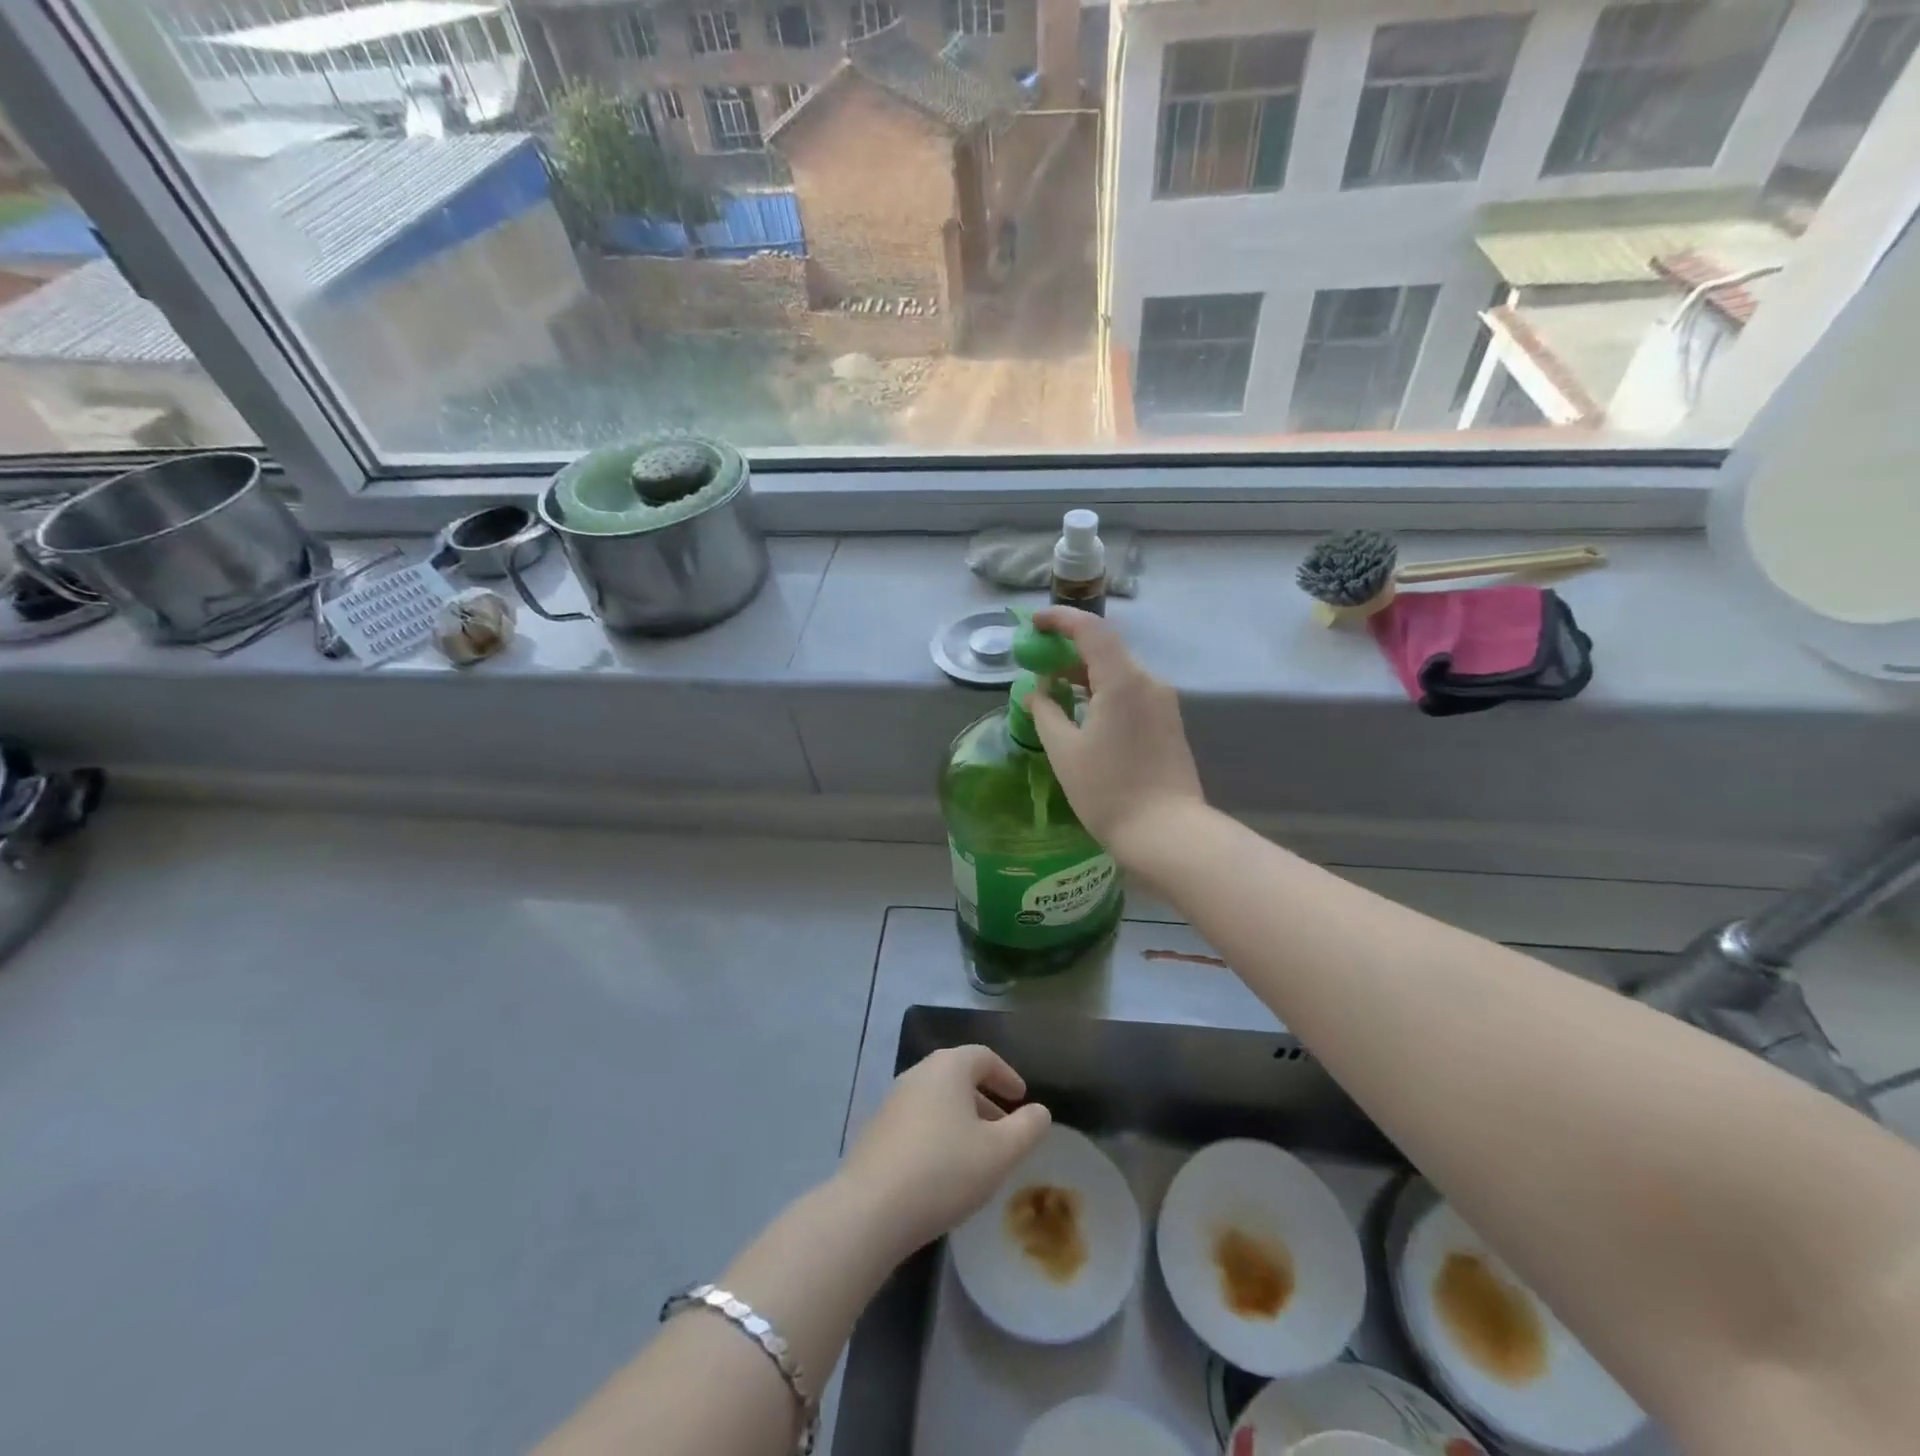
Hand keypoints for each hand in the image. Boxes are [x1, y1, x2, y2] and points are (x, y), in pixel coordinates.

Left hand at [837, 1046, 1050, 1256]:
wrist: (871, 1209)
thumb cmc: (944, 1170)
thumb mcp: (1000, 1152)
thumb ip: (1028, 1128)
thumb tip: (1040, 1111)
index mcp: (947, 1067)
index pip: (983, 1057)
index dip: (1006, 1075)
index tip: (1021, 1098)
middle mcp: (917, 1074)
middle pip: (958, 1076)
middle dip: (985, 1099)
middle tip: (1005, 1129)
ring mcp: (892, 1101)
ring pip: (937, 1100)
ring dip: (962, 1119)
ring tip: (978, 1154)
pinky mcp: (876, 1131)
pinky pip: (918, 1120)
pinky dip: (939, 1133)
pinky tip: (945, 1170)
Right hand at [1025, 606, 1204, 865]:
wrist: (1168, 833)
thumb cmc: (1108, 791)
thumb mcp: (1064, 751)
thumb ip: (1046, 712)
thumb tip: (1037, 692)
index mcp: (1123, 680)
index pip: (1091, 630)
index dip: (1060, 619)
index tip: (1033, 624)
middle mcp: (1148, 682)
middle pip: (1106, 649)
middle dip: (1068, 650)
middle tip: (1037, 661)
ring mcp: (1163, 703)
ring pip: (1119, 673)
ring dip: (1085, 674)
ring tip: (1053, 689)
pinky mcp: (1168, 724)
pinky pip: (1131, 694)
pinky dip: (1103, 692)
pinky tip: (1083, 712)